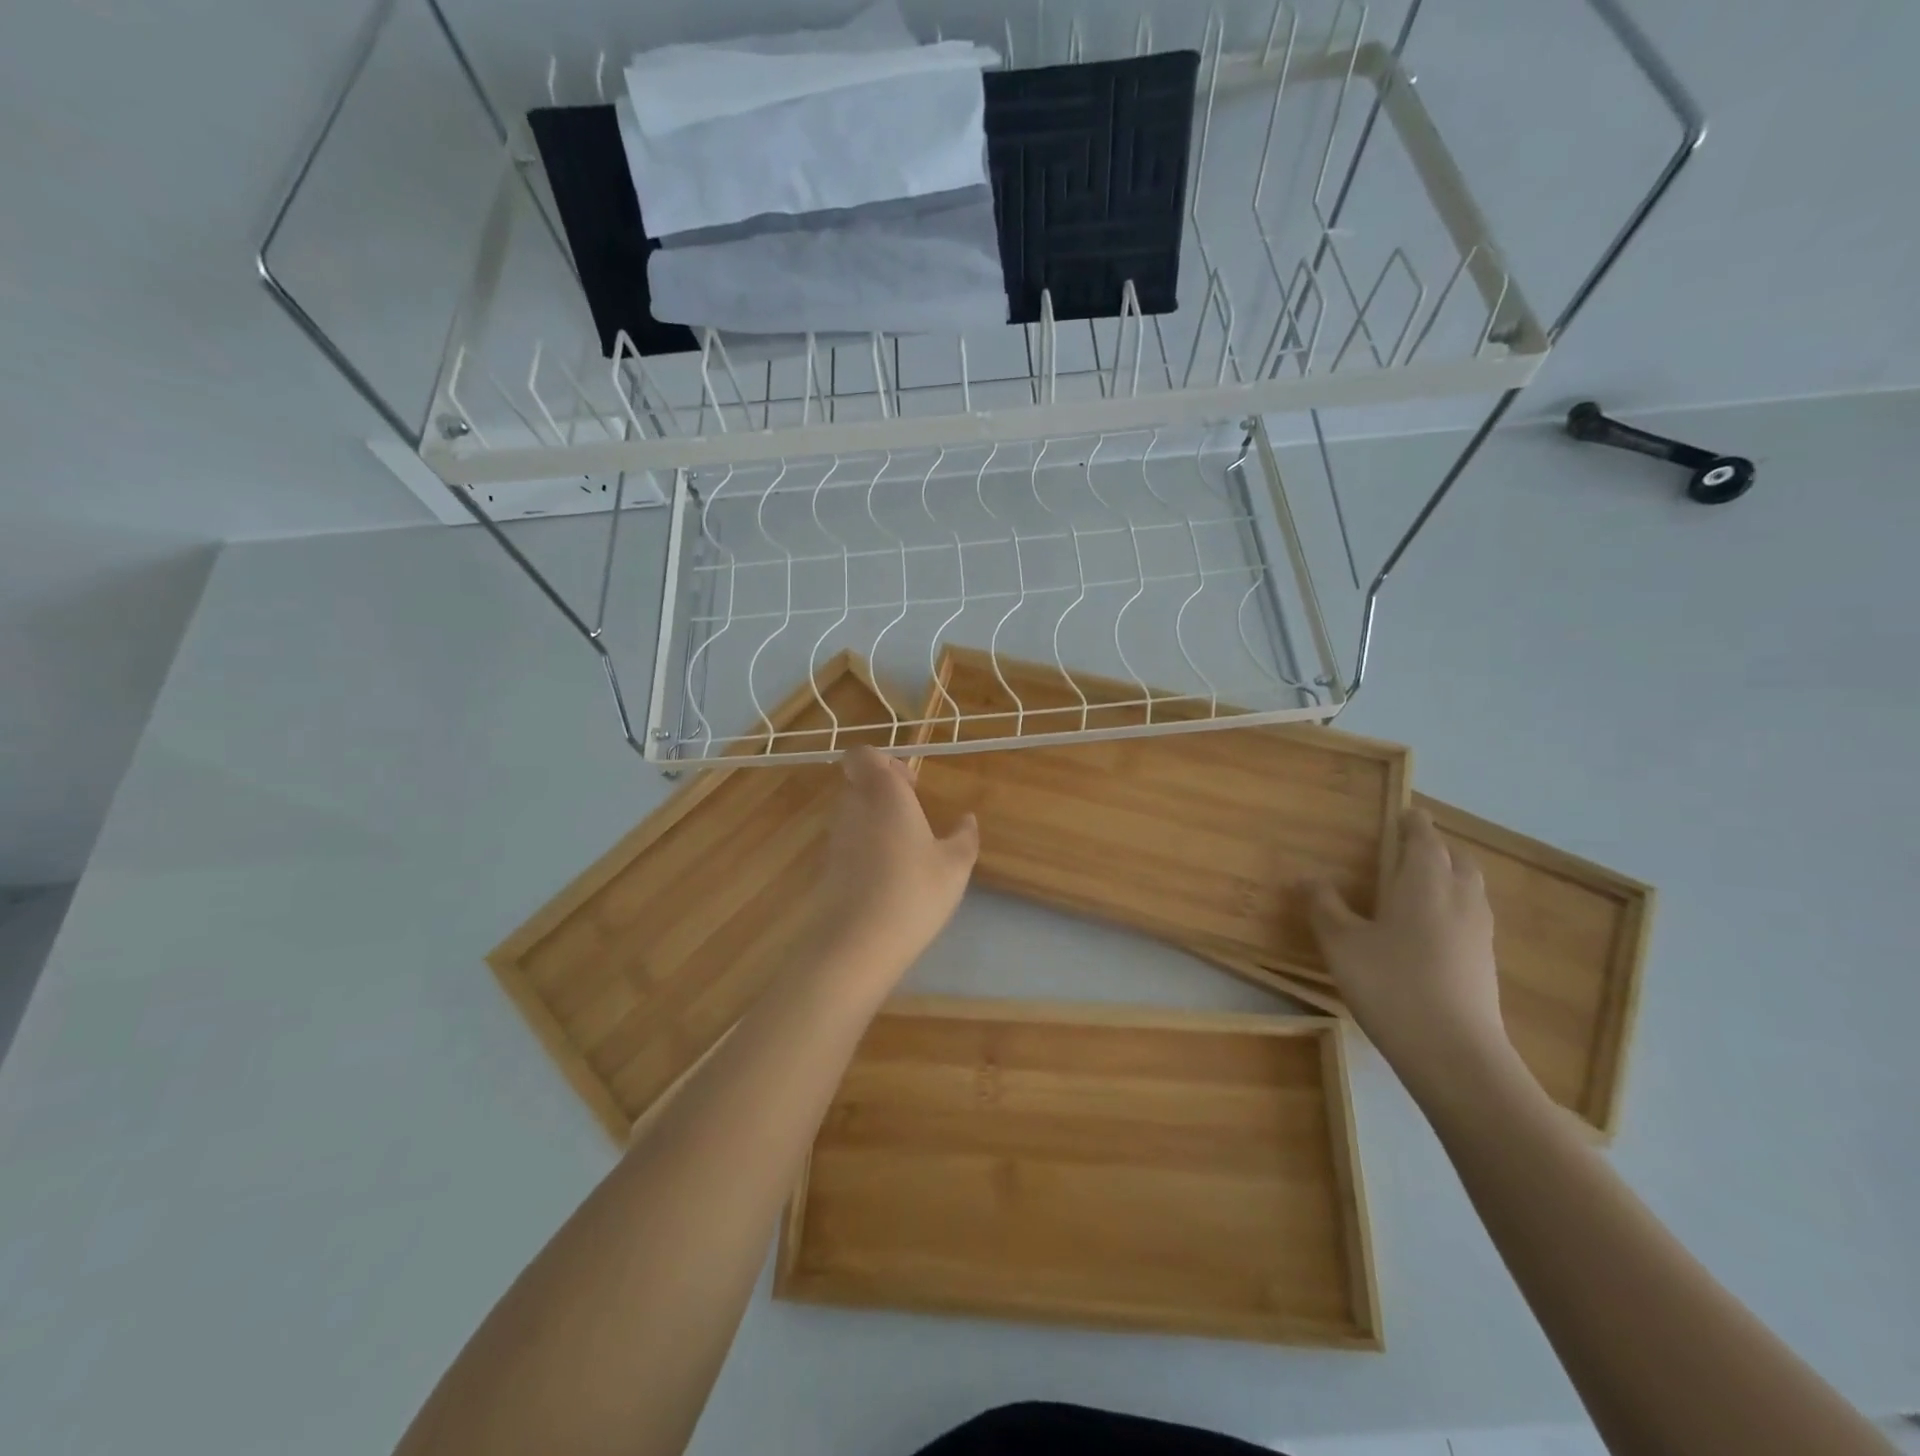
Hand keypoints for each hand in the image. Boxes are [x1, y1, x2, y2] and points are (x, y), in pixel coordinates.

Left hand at [815, 746, 977, 977]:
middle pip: (859, 783)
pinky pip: (849, 843)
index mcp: (883, 793)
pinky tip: (890, 878)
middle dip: (885, 794)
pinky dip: (867, 850)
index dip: (885, 762)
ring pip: (853, 814)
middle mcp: (853, 806)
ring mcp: (836, 837)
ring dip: (877, 823)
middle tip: (915, 819)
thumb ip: (964, 836)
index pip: (863, 755)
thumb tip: (967, 819)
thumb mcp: (955, 865)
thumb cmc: (914, 891)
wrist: (858, 943)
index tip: (911, 786)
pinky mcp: (827, 867)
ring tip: (907, 853)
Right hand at [1308, 807, 1514, 1100]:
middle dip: (1437, 849)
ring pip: (1469, 889)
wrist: (1455, 1053)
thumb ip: (1324, 906)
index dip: (1413, 823)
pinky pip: (1471, 917)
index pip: (1424, 838)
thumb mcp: (1341, 943)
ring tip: (1419, 887)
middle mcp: (1459, 898)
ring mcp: (1479, 932)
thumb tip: (1310, 877)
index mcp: (1424, 882)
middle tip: (1410, 850)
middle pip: (1457, 859)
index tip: (1404, 813)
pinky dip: (1454, 908)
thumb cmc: (1391, 984)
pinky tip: (1430, 931)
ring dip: (1449, 877)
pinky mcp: (1485, 963)